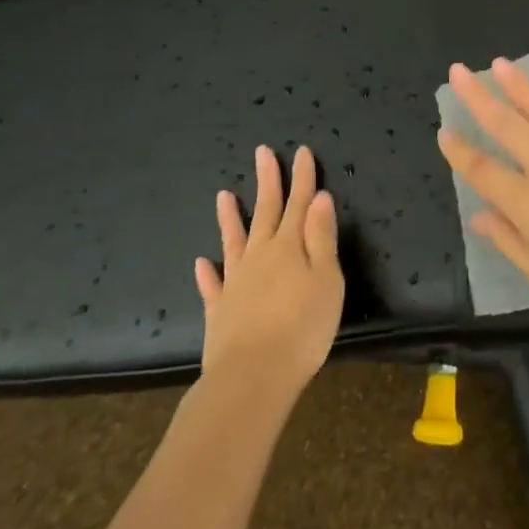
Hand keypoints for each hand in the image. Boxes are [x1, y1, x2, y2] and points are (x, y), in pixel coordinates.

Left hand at [194, 144, 343, 402]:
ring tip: (223, 195)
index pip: (299, 203)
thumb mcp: (327, 281)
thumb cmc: (302, 329)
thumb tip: (319, 198)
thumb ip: (321, 238)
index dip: (302, 177)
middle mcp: (260, 256)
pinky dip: (208, 273)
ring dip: (230, 218)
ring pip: (234, 241)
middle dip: (268, 181)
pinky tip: (202, 263)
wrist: (252, 377)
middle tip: (263, 152)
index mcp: (289, 247)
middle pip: (266, 211)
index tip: (302, 151)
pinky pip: (212, 285)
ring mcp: (235, 282)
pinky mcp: (219, 311)